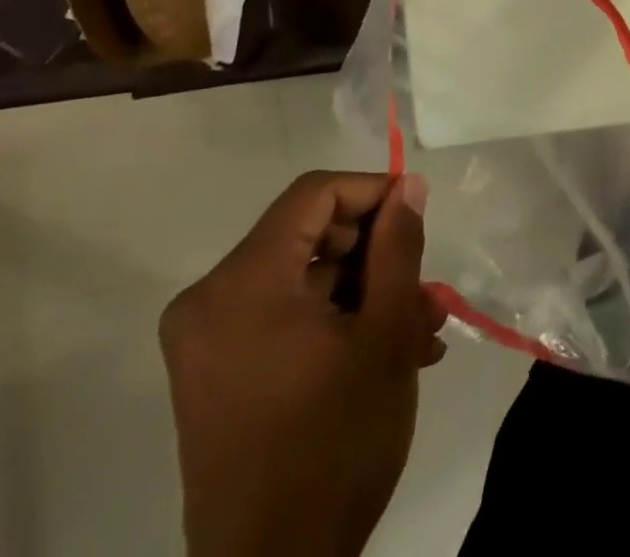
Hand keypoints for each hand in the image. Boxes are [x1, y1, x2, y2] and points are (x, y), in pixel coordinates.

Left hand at [160, 172, 444, 556]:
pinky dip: (332, 319)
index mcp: (241, 283)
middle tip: (423, 281)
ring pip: (301, 276)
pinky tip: (384, 349)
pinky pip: (282, 314)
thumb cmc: (334, 445)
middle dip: (373, 251)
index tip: (417, 215)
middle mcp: (209, 300)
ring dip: (363, 290)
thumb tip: (408, 185)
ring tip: (419, 324)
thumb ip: (398, 247)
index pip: (314, 194)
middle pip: (307, 234)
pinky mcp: (214, 373)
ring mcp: (206, 340)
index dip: (372, 192)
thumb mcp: (385, 335)